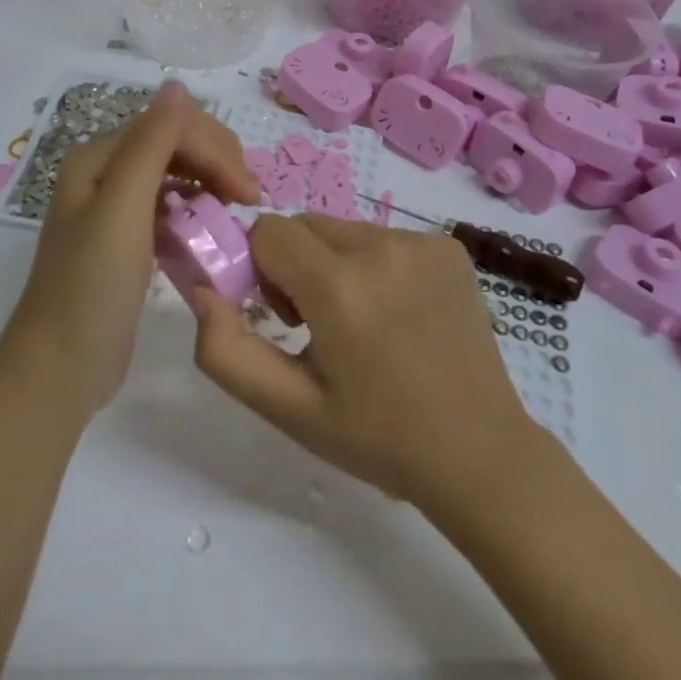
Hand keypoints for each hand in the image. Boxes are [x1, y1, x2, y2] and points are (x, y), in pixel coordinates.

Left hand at [6, 82, 258, 414]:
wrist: (58, 371)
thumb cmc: (90, 288)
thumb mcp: (122, 210)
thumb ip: (151, 144)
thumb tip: (177, 85)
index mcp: (99, 157)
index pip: (171, 126)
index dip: (214, 148)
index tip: (249, 193)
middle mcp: (105, 173)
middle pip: (175, 143)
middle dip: (217, 161)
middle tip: (250, 200)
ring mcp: (115, 208)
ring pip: (177, 173)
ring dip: (210, 183)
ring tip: (236, 212)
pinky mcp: (128, 240)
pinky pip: (170, 207)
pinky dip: (194, 211)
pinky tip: (209, 229)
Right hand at [189, 213, 538, 506]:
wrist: (480, 453)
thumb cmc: (378, 438)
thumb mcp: (290, 408)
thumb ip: (227, 351)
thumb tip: (200, 288)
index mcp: (340, 287)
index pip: (268, 231)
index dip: (262, 271)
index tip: (285, 317)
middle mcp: (382, 248)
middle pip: (306, 226)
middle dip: (297, 265)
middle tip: (320, 326)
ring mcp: (422, 243)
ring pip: (345, 230)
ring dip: (337, 264)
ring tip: (364, 324)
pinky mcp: (449, 247)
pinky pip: (386, 238)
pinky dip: (378, 265)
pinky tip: (401, 315)